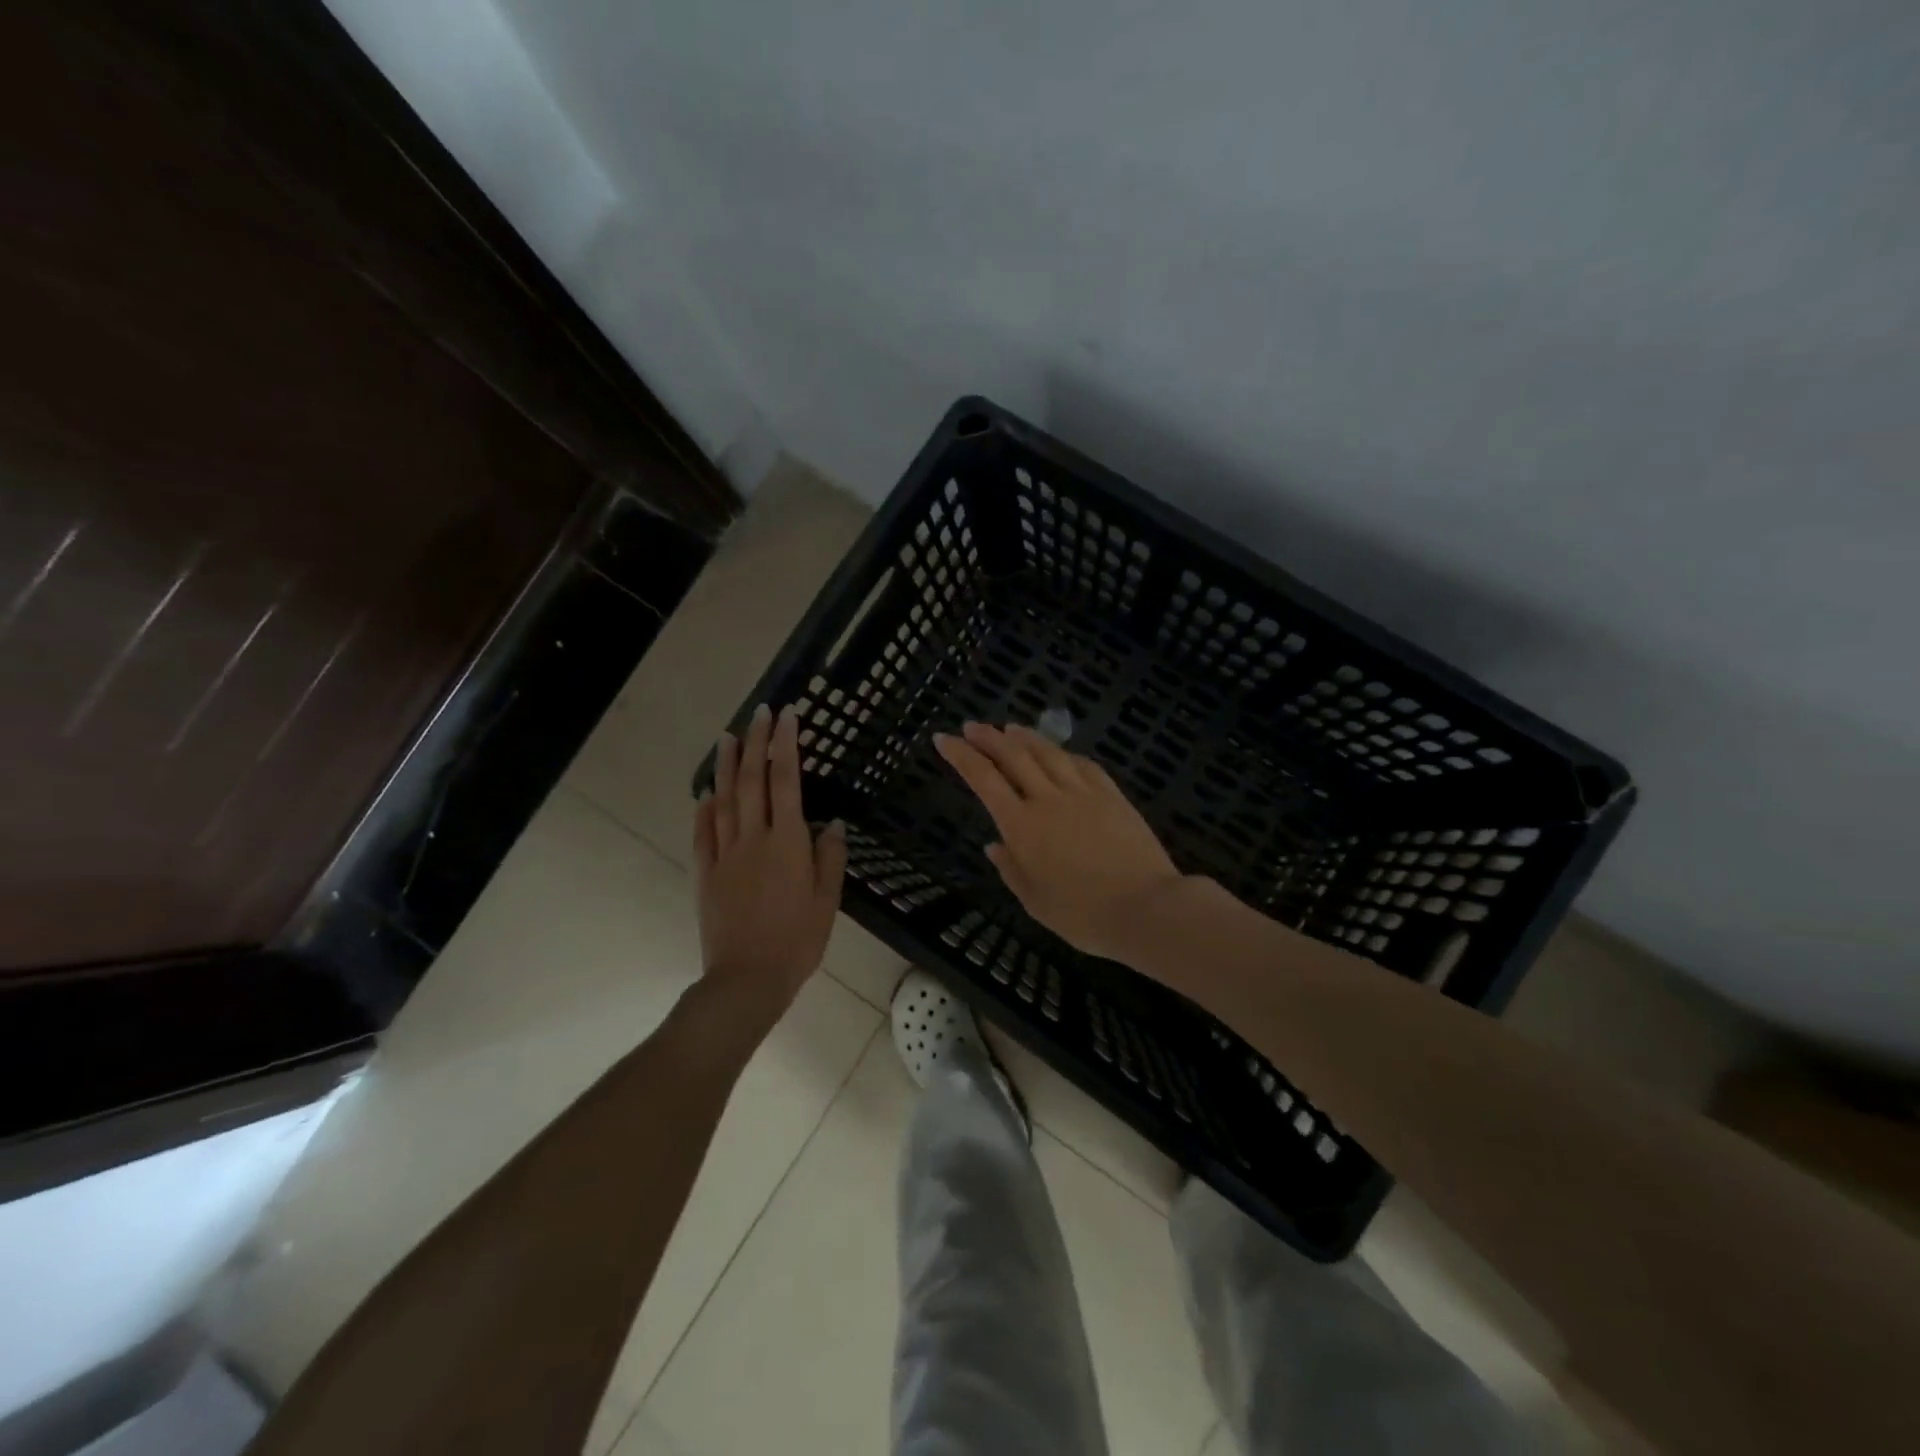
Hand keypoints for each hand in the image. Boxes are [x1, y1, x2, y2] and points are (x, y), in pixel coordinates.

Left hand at [694, 702, 846, 1027]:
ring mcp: (725, 854)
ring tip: (728, 737)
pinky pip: (703, 833)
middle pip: (753, 781)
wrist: (747, 979)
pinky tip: (707, 792)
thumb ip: (829, 858)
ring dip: (727, 766)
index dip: (786, 746)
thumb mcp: (827, 901)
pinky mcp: (706, 873)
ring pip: (724, 799)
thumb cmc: (797, 941)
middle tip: (760, 713)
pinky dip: (705, 808)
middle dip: (757, 743)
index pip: (786, 782)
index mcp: (787, 843)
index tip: (788, 717)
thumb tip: (829, 823)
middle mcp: (753, 839)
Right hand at [934, 721, 1183, 961]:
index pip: (983, 778)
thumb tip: (994, 845)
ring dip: (1025, 736)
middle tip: (972, 726)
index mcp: (1022, 825)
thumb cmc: (1083, 915)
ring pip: (1048, 752)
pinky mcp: (1112, 795)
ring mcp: (1083, 793)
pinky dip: (1064, 753)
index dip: (961, 755)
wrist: (1145, 908)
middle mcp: (1048, 799)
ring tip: (1010, 727)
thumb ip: (1011, 869)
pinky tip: (1059, 752)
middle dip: (989, 737)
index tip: (944, 739)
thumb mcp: (1035, 902)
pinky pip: (1083, 764)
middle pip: (1014, 755)